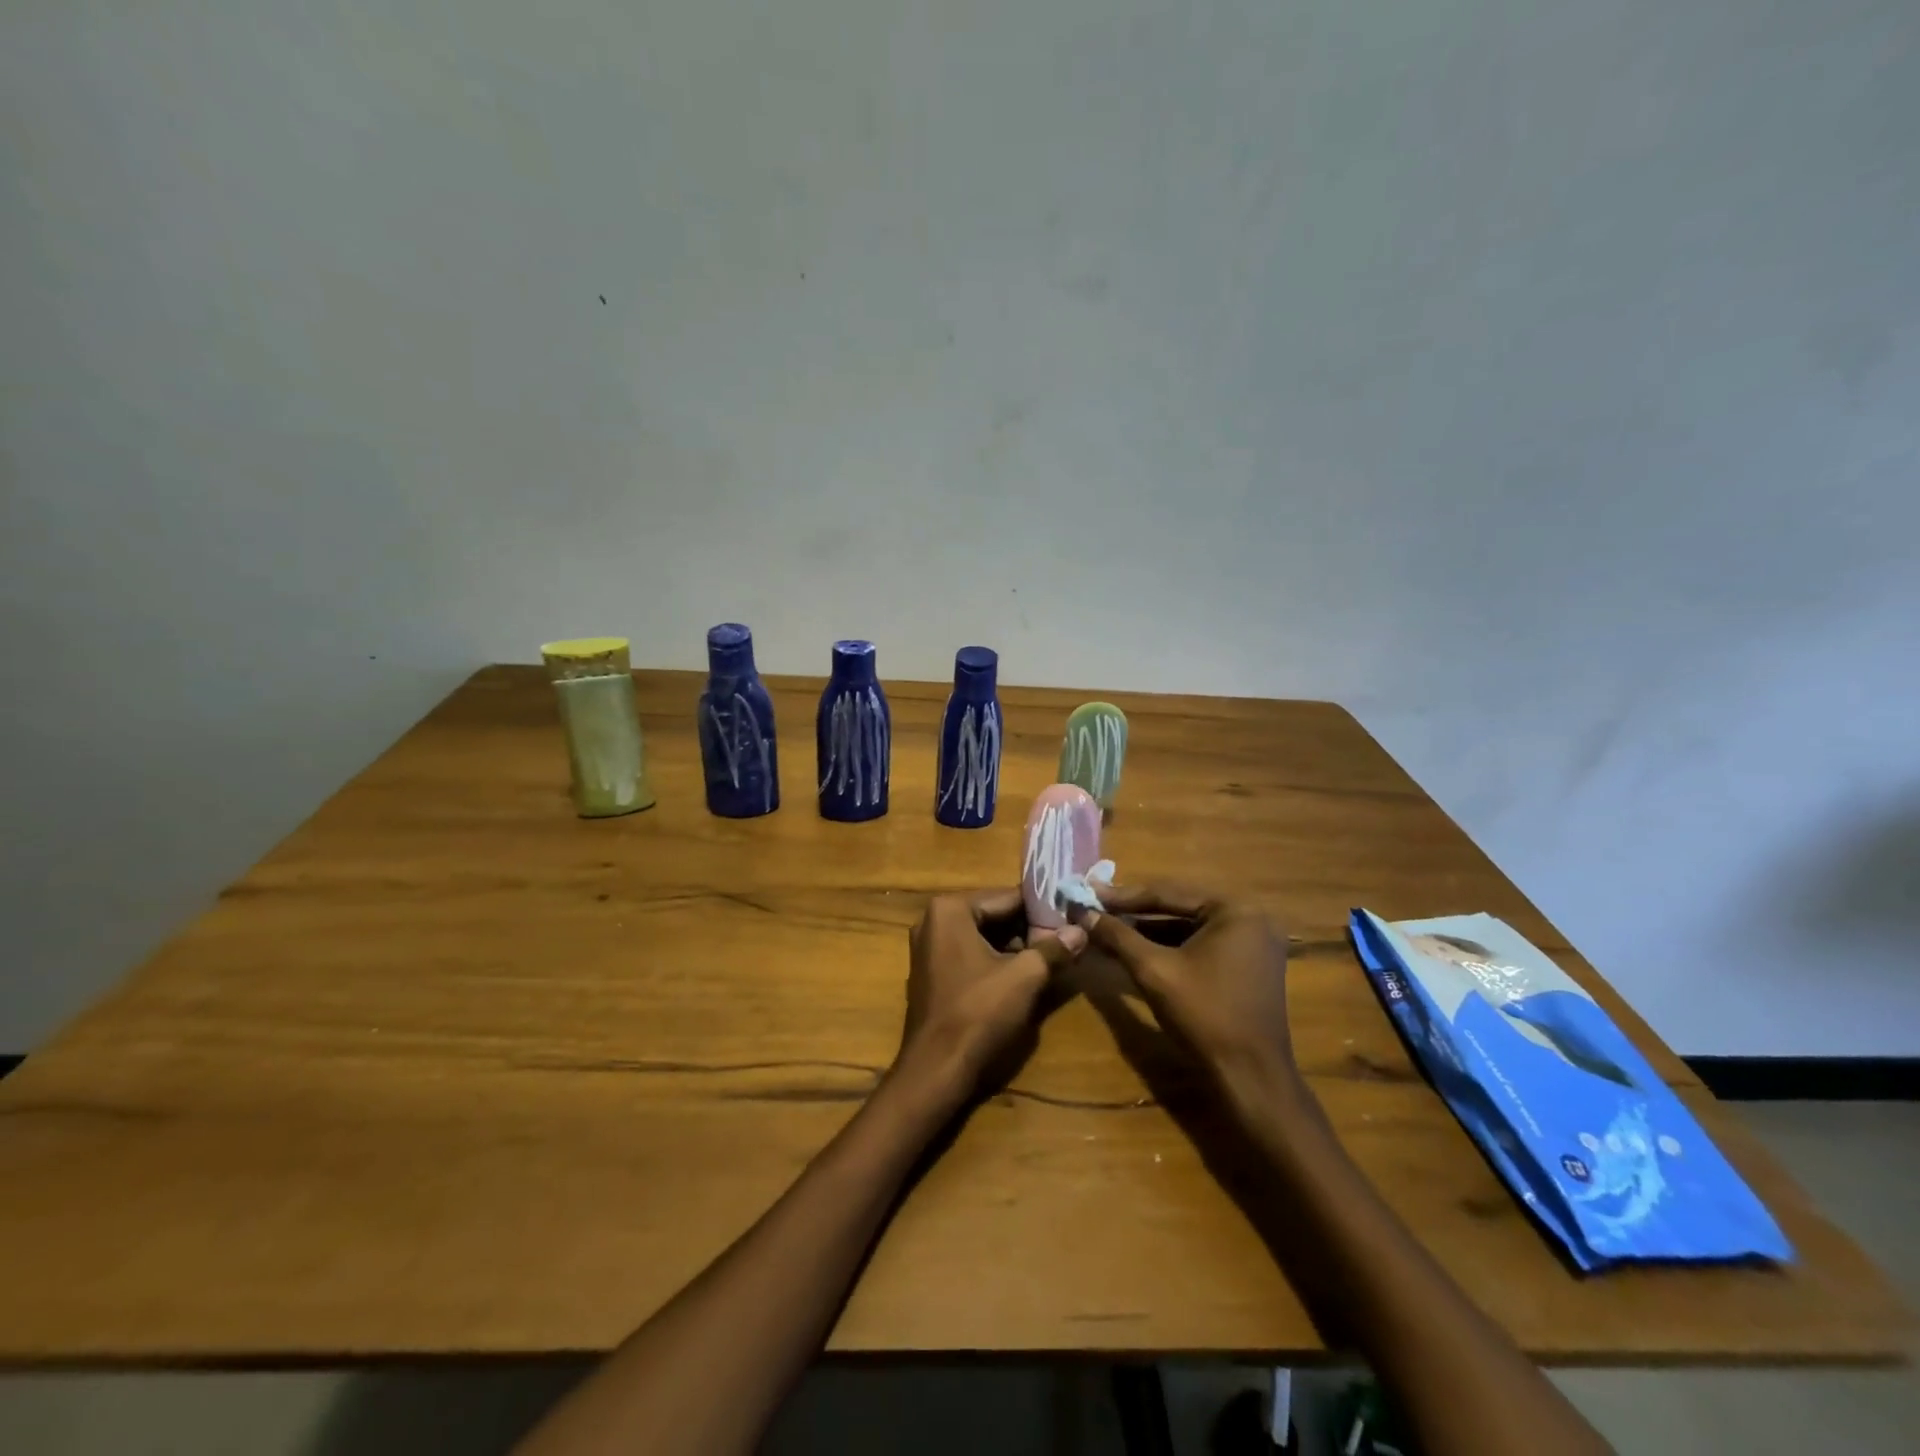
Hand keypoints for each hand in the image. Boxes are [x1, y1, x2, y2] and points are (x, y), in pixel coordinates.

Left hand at [899, 890, 1085, 1098]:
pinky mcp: (932, 973)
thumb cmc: (978, 1013)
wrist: (936, 1069)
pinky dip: (996, 960)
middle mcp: (933, 920)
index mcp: (949, 909)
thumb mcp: (1025, 977)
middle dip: (1029, 928)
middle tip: (1066, 938)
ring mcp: (928, 947)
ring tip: (1052, 956)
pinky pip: (970, 954)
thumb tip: (1081, 931)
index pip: (1007, 897)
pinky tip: (1024, 975)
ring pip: (983, 936)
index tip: (1072, 916)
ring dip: (1015, 946)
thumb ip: (1053, 949)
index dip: (1043, 908)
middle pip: (994, 915)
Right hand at [1082, 884, 1297, 1101]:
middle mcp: (1250, 917)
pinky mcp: (1248, 965)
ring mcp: (1252, 942)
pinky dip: (1169, 947)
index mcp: (1235, 909)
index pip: (1168, 893)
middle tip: (1095, 908)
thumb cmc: (1204, 1015)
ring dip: (1148, 930)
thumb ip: (1118, 936)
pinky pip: (1201, 945)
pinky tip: (1135, 949)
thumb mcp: (1153, 970)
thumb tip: (1083, 912)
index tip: (1087, 894)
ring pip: (1188, 927)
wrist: (1250, 1078)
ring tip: (1107, 928)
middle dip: (1134, 913)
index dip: (1123, 896)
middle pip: (1179, 907)